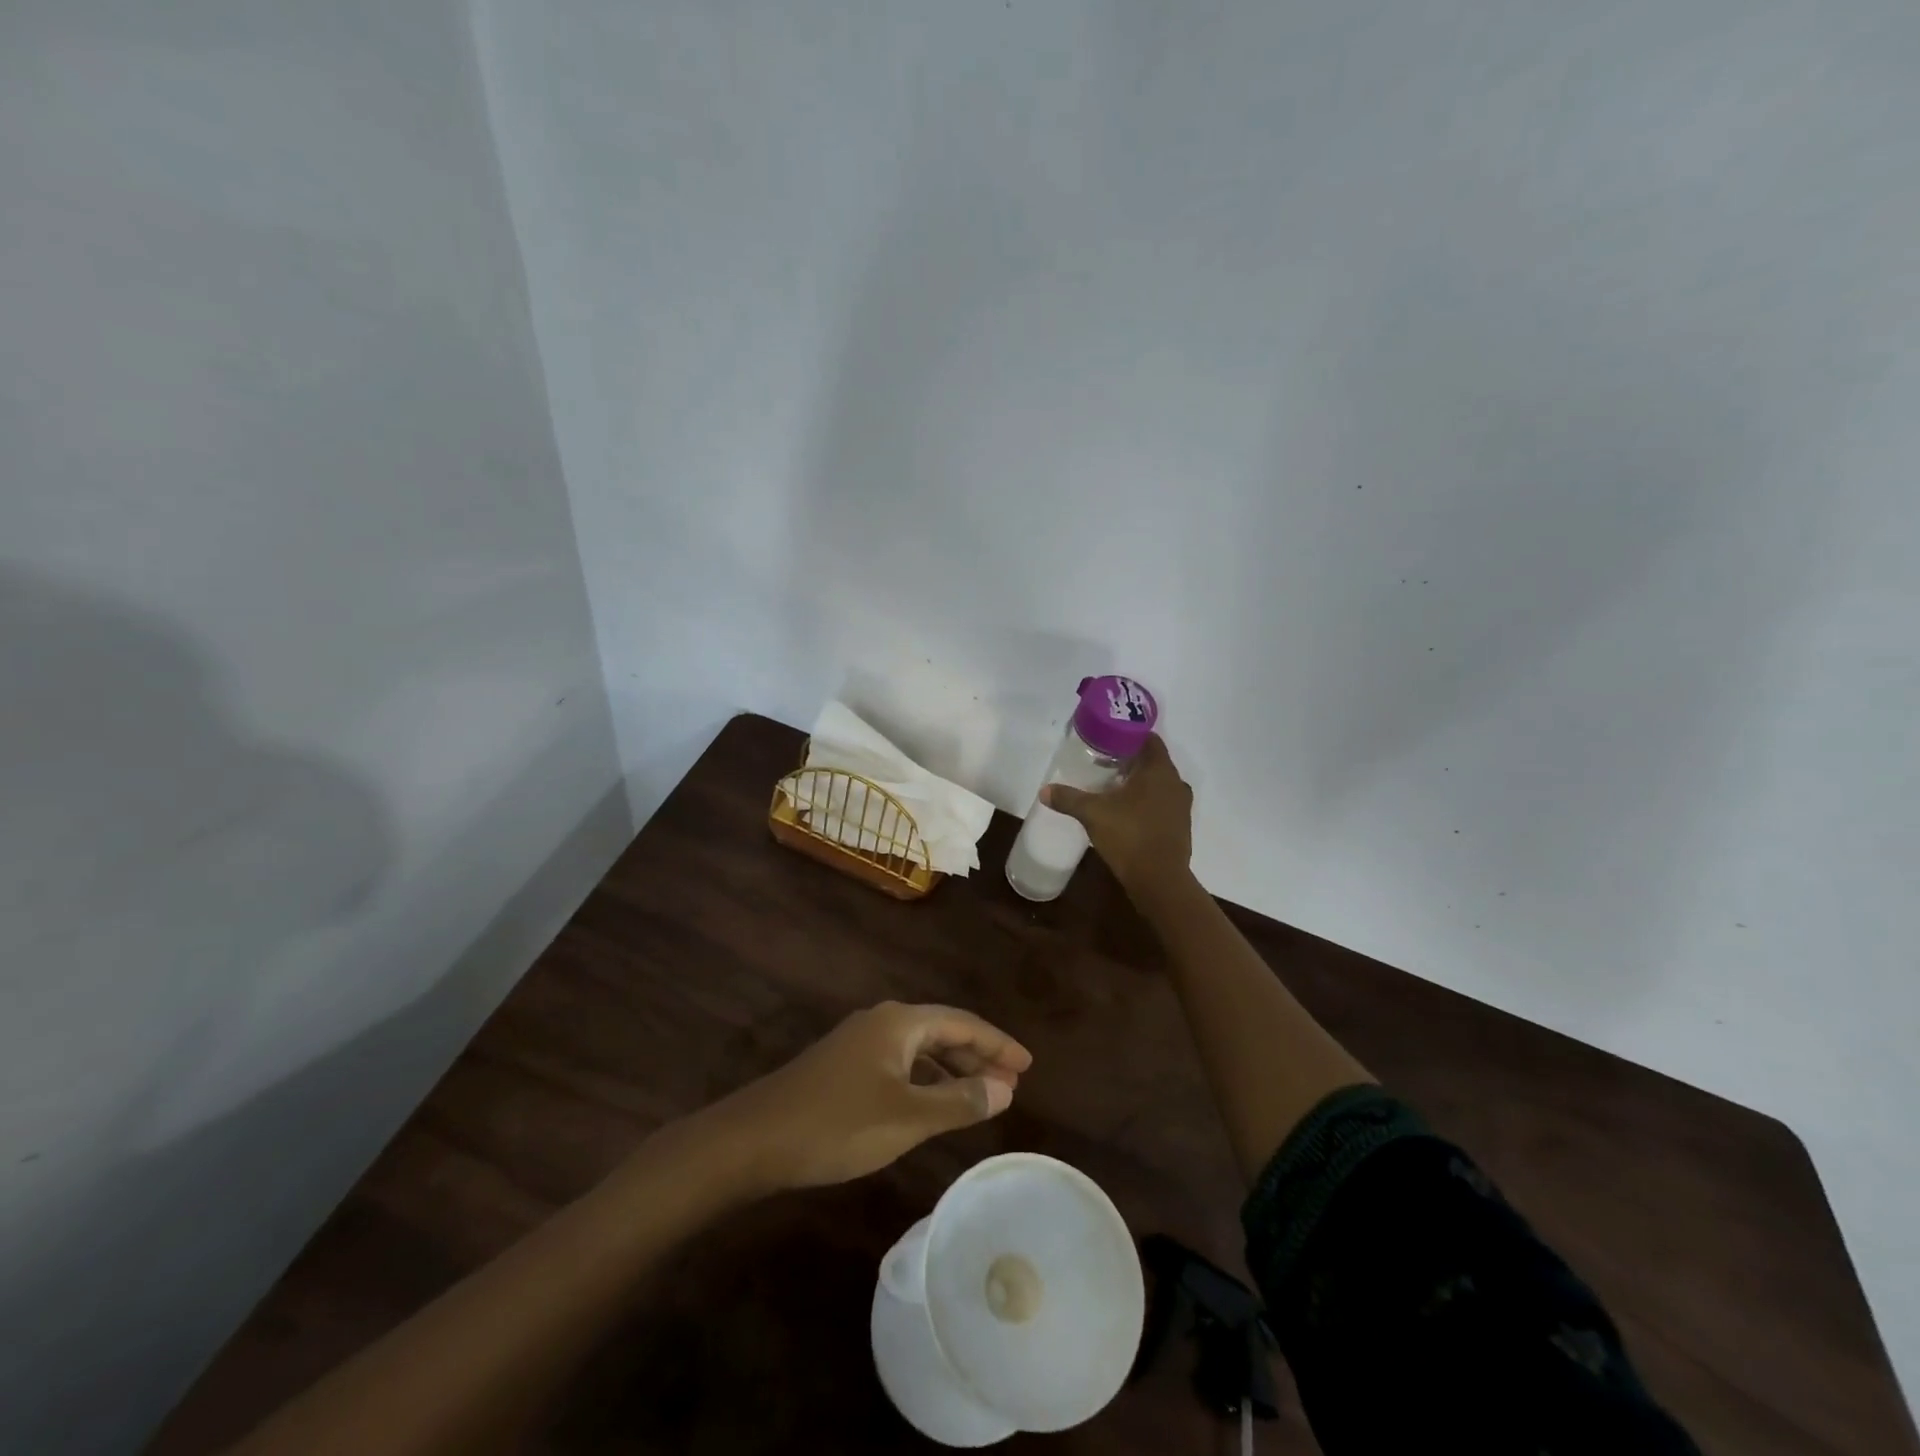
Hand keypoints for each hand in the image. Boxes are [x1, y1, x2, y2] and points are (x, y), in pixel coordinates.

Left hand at [712, 1002, 1031, 1190]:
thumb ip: (958, 1102)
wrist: (754, 1139)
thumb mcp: (906, 1118)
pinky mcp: (843, 1066)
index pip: (963, 1023)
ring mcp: (859, 1042)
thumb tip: (1005, 1088)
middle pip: (942, 1030)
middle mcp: (882, 1021)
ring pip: (919, 1048)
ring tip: (981, 1094)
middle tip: (1011, 1083)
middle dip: (978, 1055)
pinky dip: (925, 1079)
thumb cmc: (837, 1124)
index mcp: (900, 1022)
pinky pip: (900, 1062)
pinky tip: (932, 1102)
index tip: (1029, 1065)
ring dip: (951, 1068)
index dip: (998, 1043)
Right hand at [1042, 733, 1193, 896]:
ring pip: (1158, 783)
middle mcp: (1175, 783)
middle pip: (1153, 761)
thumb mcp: (1093, 814)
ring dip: (1138, 782)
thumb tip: (1044, 790)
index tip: (1107, 738)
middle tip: (1102, 761)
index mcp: (1159, 771)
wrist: (1160, 881)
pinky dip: (1145, 800)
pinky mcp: (1180, 825)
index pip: (1149, 739)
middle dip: (1129, 759)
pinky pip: (1162, 802)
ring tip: (1111, 786)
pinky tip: (1124, 810)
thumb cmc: (1129, 836)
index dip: (1128, 735)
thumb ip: (1069, 798)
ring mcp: (1181, 806)